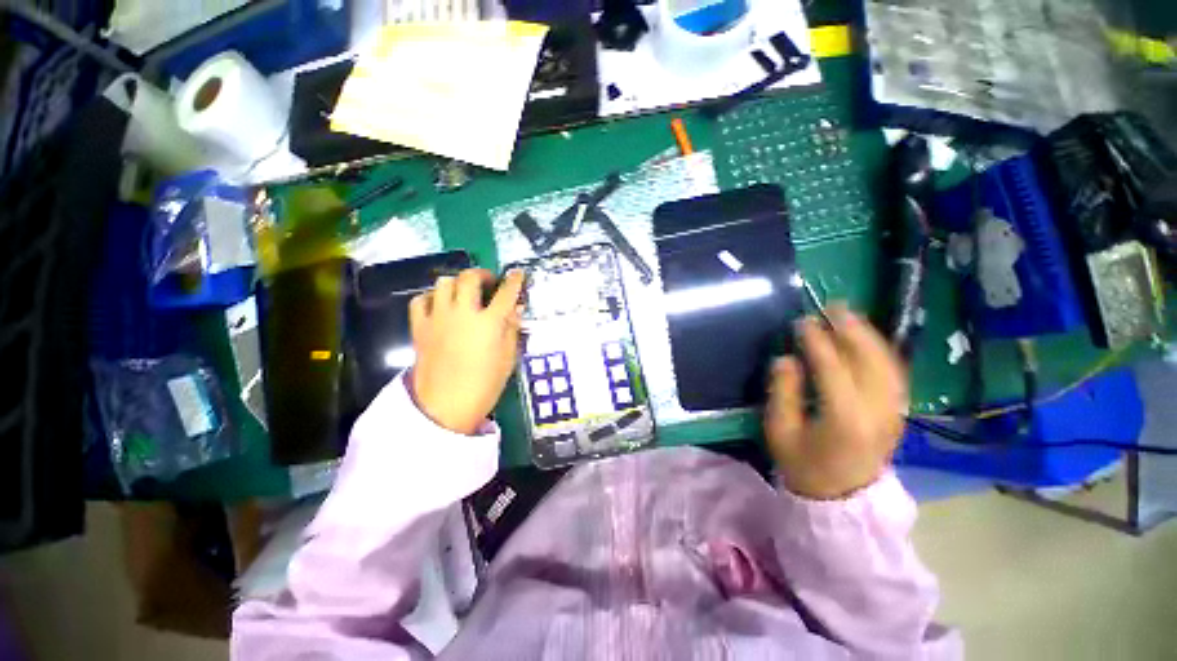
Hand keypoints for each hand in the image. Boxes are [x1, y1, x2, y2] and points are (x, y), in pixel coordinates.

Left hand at [410, 268, 524, 434]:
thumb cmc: (484, 385)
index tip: (517, 274)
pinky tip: (439, 305)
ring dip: (457, 283)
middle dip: (482, 274)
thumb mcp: (508, 358)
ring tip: (464, 293)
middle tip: (489, 283)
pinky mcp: (419, 326)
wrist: (444, 406)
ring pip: (444, 283)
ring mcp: (438, 318)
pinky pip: (421, 300)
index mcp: (489, 323)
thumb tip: (517, 309)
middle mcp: (463, 313)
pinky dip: (432, 297)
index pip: (506, 293)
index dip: (514, 281)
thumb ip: (512, 329)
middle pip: (470, 278)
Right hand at [765, 306, 907, 499]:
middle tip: (833, 307)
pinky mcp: (897, 414)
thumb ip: (783, 392)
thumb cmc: (803, 465)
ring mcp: (893, 412)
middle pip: (870, 360)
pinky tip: (868, 341)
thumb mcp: (780, 430)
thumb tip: (786, 359)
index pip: (833, 368)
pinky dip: (881, 352)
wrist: (841, 499)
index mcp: (844, 418)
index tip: (802, 322)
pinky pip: (894, 374)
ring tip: (850, 316)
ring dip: (870, 336)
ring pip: (888, 364)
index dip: (817, 341)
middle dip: (852, 329)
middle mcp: (877, 411)